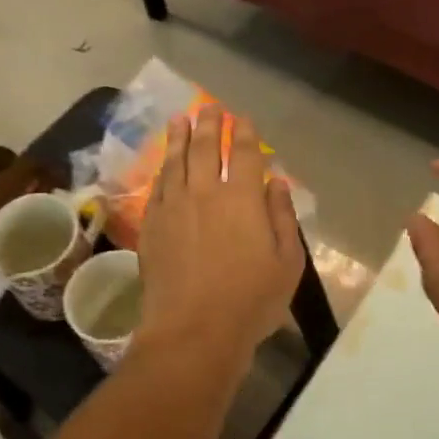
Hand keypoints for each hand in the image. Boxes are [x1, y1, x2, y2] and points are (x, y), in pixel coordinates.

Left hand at [133, 106, 305, 374]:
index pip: (244, 154)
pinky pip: (157, 186)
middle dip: (210, 123)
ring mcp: (173, 207)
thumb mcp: (287, 263)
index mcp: (243, 199)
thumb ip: (282, 216)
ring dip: (180, 137)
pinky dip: (163, 169)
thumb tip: (277, 181)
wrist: (192, 331)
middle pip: (206, 148)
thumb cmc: (250, 301)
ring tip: (181, 119)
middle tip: (209, 107)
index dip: (244, 132)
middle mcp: (205, 192)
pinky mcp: (151, 225)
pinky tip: (165, 163)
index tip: (242, 118)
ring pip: (176, 161)